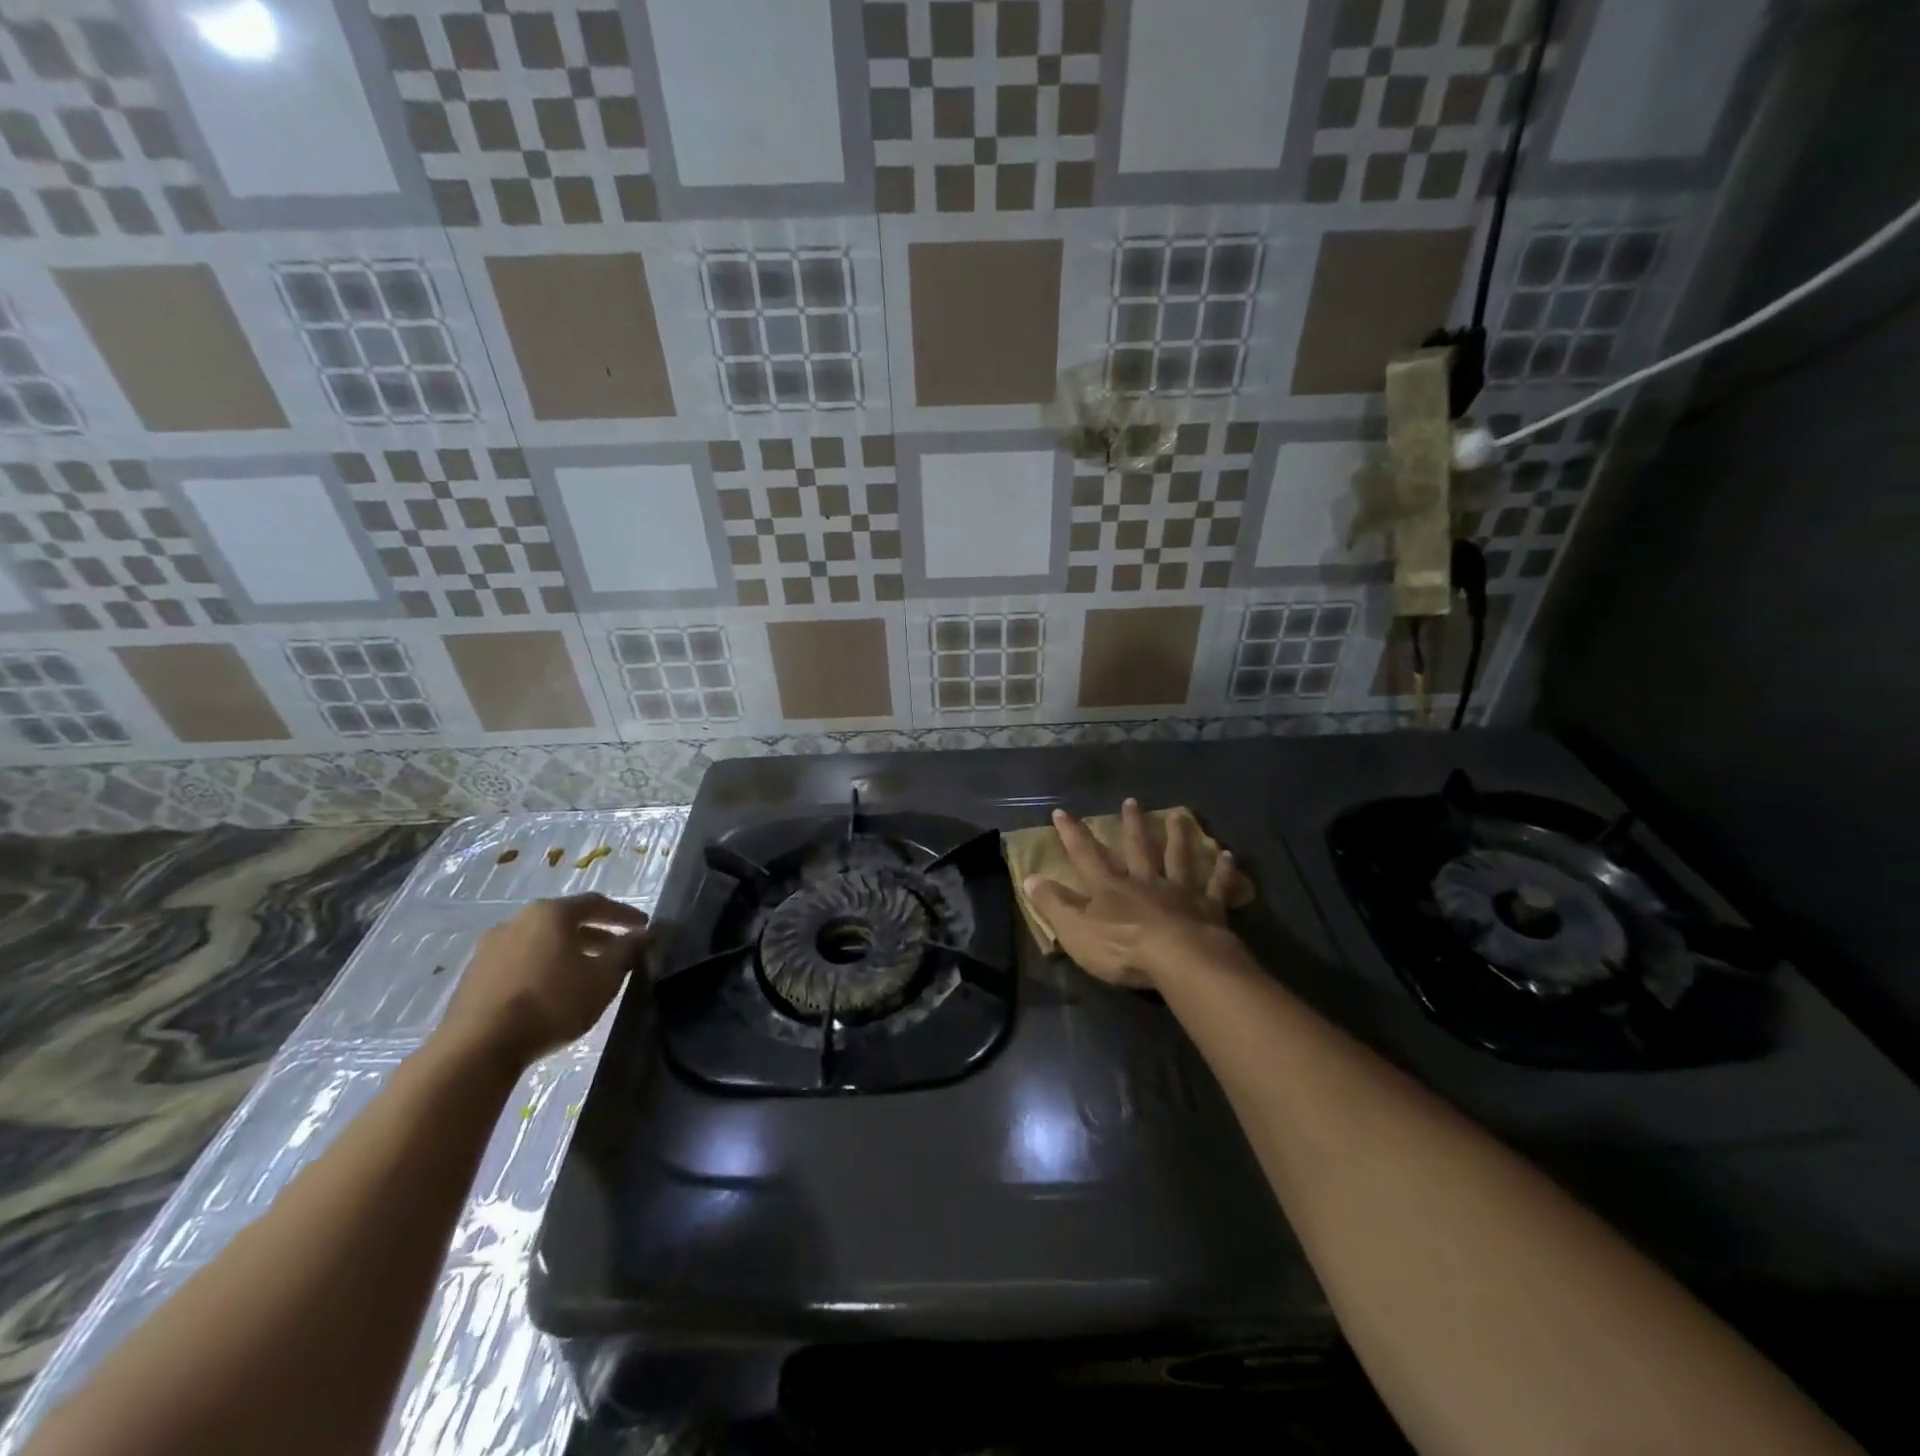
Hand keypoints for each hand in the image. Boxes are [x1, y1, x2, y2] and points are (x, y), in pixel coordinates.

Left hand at [435, 893, 648, 1068]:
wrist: (477, 1048)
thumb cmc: (551, 1003)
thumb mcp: (603, 978)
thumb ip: (626, 952)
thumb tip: (641, 935)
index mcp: (551, 913)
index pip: (596, 903)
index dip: (624, 914)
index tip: (644, 927)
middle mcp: (518, 920)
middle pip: (566, 921)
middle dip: (596, 934)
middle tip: (618, 951)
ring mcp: (490, 947)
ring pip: (541, 942)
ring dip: (567, 952)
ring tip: (586, 974)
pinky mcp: (473, 976)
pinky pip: (520, 962)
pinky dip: (542, 968)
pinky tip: (551, 991)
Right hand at [1024, 799, 1241, 988]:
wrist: (1179, 959)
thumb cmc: (1121, 948)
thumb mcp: (1075, 930)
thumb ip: (1053, 904)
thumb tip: (1029, 878)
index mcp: (1110, 887)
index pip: (1085, 855)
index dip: (1072, 834)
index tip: (1062, 812)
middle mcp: (1144, 881)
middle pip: (1137, 847)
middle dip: (1131, 824)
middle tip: (1131, 801)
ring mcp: (1179, 892)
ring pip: (1177, 857)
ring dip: (1177, 835)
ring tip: (1178, 815)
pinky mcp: (1208, 909)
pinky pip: (1216, 885)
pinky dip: (1222, 870)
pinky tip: (1227, 855)